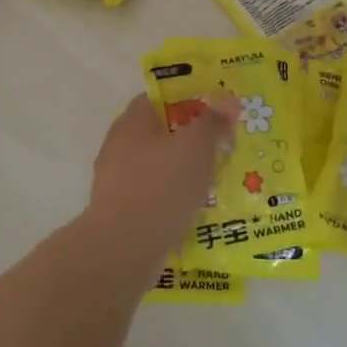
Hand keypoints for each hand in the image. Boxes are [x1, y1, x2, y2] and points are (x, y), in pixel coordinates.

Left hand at [84, 92, 236, 267]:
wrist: (123, 249)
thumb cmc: (161, 186)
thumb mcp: (197, 146)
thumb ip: (213, 121)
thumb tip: (228, 99)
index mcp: (133, 121)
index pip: (161, 98)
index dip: (190, 100)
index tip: (218, 111)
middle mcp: (120, 145)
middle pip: (162, 133)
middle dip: (192, 139)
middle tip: (224, 146)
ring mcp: (117, 181)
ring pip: (160, 167)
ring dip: (185, 172)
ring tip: (217, 181)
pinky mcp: (122, 213)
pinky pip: (155, 197)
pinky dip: (175, 200)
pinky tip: (197, 210)